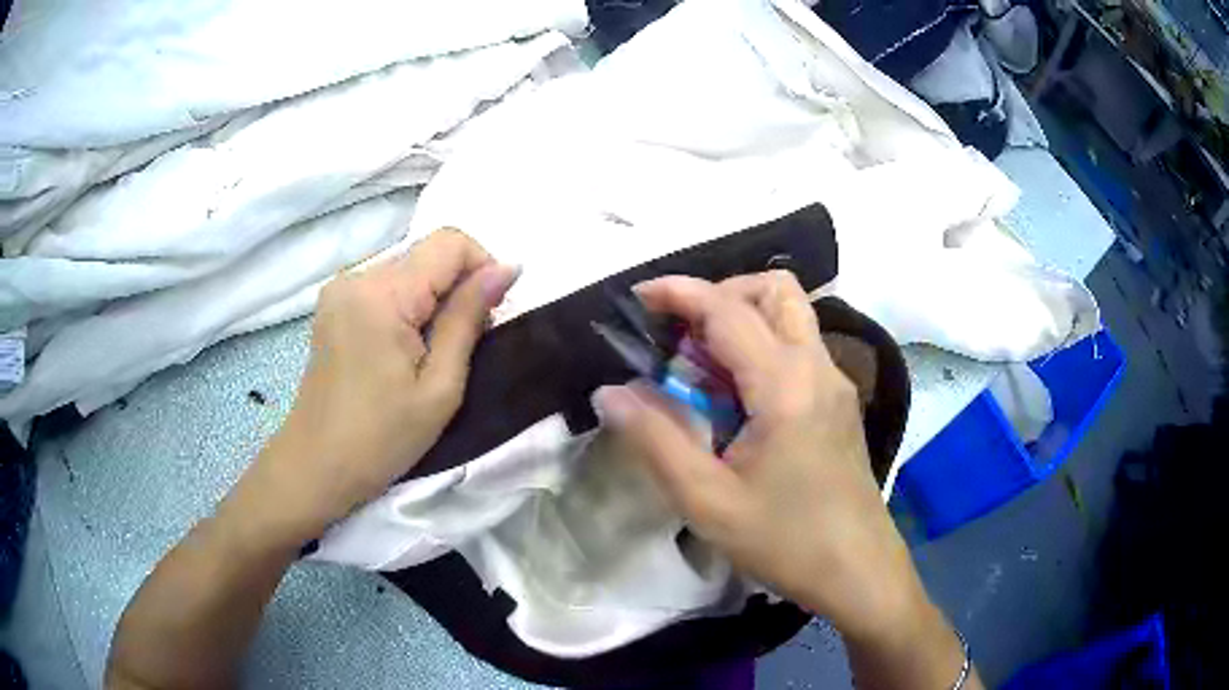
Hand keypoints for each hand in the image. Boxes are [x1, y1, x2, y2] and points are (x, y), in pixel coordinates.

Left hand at [261, 229, 518, 532]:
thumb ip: (469, 318)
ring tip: (432, 353)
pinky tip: (404, 348)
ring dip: (433, 299)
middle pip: (428, 254)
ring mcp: (340, 288)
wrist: (317, 466)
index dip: (483, 267)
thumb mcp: (440, 386)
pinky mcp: (333, 304)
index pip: (450, 243)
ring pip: (409, 268)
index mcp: (382, 294)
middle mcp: (357, 276)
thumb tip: (508, 267)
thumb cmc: (382, 438)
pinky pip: (386, 284)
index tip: (491, 315)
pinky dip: (408, 306)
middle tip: (462, 346)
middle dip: (458, 288)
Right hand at [592, 273, 928, 642]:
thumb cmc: (785, 541)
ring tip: (704, 368)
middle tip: (681, 335)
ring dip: (744, 319)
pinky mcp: (839, 403)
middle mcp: (818, 368)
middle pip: (776, 291)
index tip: (638, 297)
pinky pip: (799, 348)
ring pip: (792, 316)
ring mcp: (835, 383)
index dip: (679, 293)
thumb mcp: (708, 500)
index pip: (728, 310)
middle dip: (722, 294)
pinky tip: (739, 399)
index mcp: (785, 385)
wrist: (858, 571)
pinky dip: (763, 347)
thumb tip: (610, 393)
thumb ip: (655, 440)